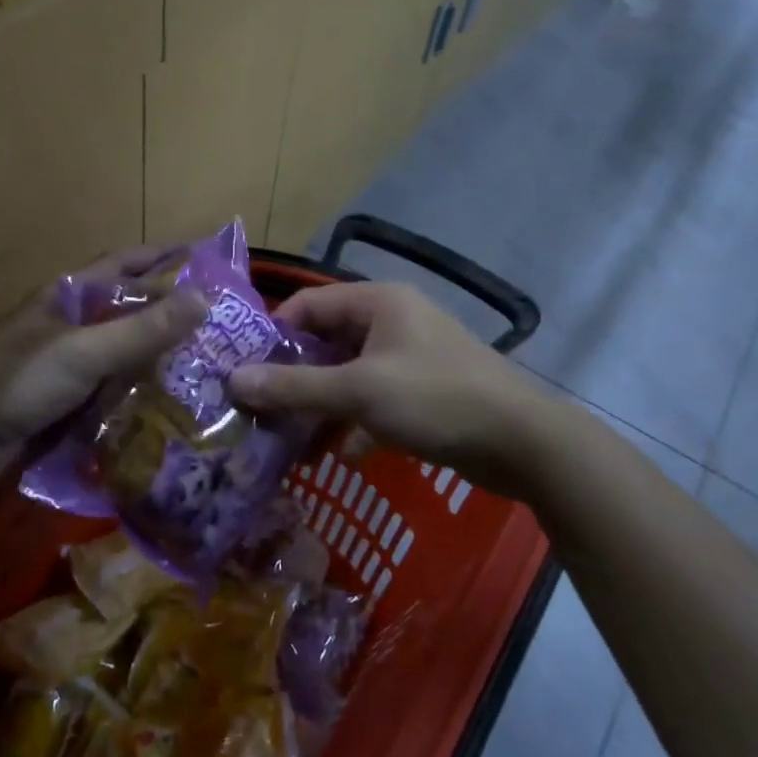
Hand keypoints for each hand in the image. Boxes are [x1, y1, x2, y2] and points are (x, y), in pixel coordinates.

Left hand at [0, 248, 206, 479]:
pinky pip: (112, 396)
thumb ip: (142, 330)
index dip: (161, 257)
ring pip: (124, 357)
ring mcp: (68, 368)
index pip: (123, 264)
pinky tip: (174, 411)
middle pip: (129, 313)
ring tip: (212, 371)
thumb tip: (204, 299)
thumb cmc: (19, 378)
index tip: (205, 259)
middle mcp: (72, 326)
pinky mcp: (66, 405)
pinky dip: (139, 400)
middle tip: (224, 327)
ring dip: (159, 362)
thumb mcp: (84, 350)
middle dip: (170, 317)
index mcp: (70, 297)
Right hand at [227, 282, 567, 491]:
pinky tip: (343, 454)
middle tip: (261, 409)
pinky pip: (374, 399)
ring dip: (321, 404)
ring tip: (290, 437)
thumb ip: (295, 387)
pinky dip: (355, 421)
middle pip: (326, 341)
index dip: (273, 336)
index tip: (246, 373)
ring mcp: (410, 356)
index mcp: (377, 303)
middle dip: (295, 377)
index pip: (307, 305)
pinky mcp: (423, 391)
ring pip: (348, 374)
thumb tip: (234, 381)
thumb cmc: (435, 400)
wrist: (524, 444)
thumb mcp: (359, 392)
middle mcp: (392, 321)